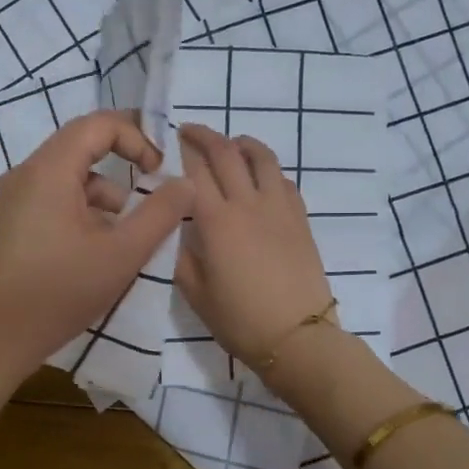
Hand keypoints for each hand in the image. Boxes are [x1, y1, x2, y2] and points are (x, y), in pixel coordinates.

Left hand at [0, 110, 194, 411]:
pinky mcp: (11, 223)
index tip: (158, 170)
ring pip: (68, 176)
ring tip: (127, 232)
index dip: (136, 136)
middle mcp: (27, 174)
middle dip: (122, 163)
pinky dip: (82, 210)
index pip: (97, 124)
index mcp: (50, 170)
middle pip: (81, 147)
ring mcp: (14, 199)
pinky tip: (97, 249)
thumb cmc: (59, 291)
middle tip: (152, 188)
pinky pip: (53, 198)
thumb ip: (160, 213)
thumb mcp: (122, 253)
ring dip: (104, 193)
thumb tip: (185, 182)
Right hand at [172, 124, 332, 370]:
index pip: (194, 171)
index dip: (180, 151)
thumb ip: (181, 255)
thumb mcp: (195, 293)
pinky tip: (260, 178)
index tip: (168, 141)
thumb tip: (180, 229)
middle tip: (190, 131)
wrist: (297, 337)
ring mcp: (279, 208)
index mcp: (216, 221)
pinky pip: (283, 180)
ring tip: (230, 145)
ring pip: (262, 158)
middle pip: (226, 153)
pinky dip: (267, 169)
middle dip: (205, 135)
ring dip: (242, 144)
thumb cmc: (240, 320)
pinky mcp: (300, 218)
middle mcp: (248, 204)